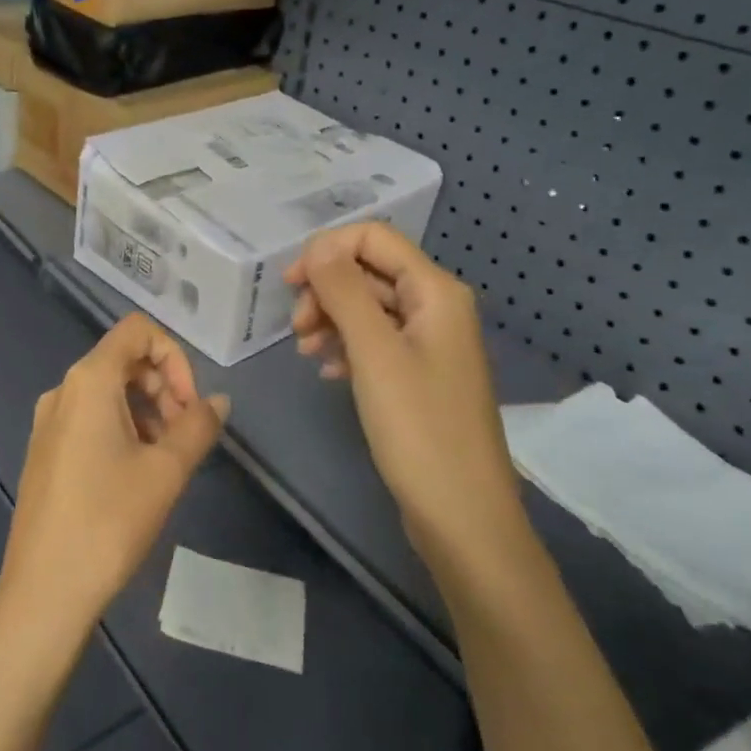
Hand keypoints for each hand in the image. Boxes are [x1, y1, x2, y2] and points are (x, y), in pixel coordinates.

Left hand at [0, 315, 228, 658]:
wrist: (45, 589)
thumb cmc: (109, 520)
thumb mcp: (166, 471)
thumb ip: (198, 426)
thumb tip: (218, 401)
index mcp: (88, 380)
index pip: (137, 331)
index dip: (175, 357)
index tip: (190, 405)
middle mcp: (62, 390)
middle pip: (123, 361)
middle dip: (164, 388)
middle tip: (186, 436)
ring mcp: (48, 422)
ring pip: (108, 393)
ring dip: (146, 411)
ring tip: (166, 461)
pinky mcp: (44, 451)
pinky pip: (89, 419)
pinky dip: (121, 429)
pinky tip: (136, 474)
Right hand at [284, 224, 524, 563]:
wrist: (461, 513)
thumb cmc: (418, 427)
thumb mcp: (374, 352)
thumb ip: (344, 291)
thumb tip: (317, 246)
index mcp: (436, 292)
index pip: (374, 237)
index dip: (327, 250)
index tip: (289, 285)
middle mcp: (436, 307)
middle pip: (369, 271)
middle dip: (326, 289)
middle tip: (296, 329)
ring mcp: (429, 343)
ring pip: (368, 308)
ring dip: (331, 319)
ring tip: (305, 352)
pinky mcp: (418, 375)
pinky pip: (375, 342)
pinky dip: (346, 347)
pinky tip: (327, 372)